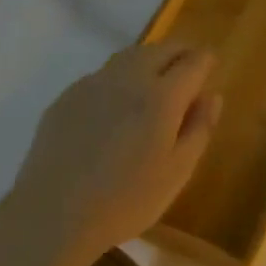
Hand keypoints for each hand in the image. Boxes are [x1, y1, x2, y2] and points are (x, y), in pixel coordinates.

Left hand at [5, 42, 220, 265]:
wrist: (53, 215)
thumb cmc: (127, 200)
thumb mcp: (178, 171)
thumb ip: (199, 128)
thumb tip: (212, 95)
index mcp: (162, 97)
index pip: (193, 62)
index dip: (206, 60)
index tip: (212, 65)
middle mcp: (128, 79)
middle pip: (160, 49)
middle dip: (180, 53)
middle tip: (189, 67)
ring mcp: (92, 84)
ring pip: (129, 56)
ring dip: (150, 59)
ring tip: (157, 78)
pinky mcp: (66, 97)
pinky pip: (102, 74)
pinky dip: (121, 76)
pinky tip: (118, 103)